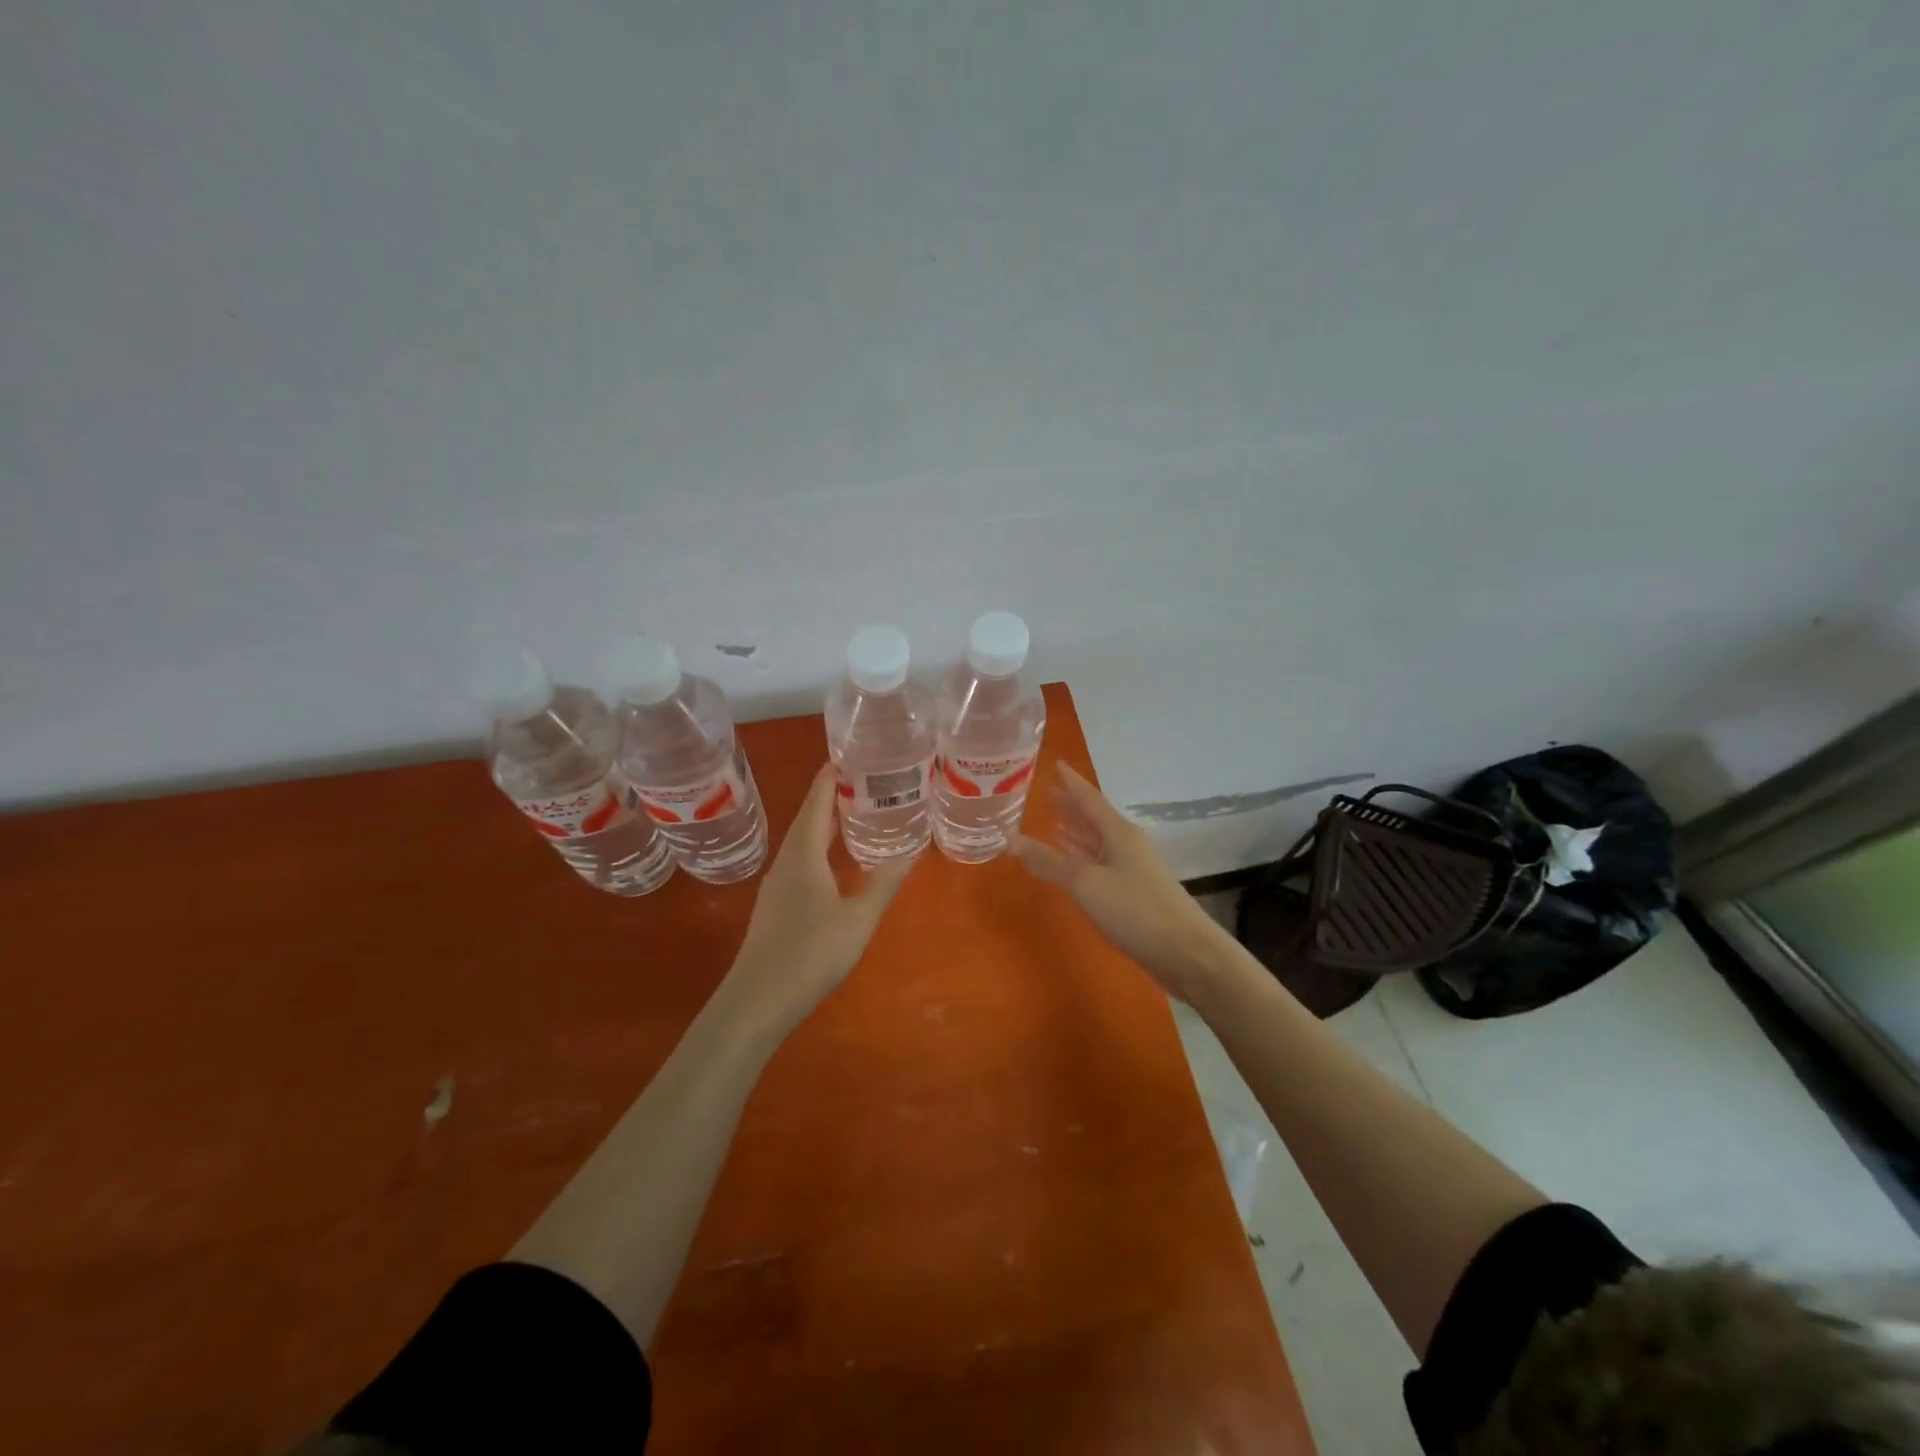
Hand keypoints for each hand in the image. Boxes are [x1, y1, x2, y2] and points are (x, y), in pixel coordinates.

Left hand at [722, 762, 912, 1034]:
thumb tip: (911, 850)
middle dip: (836, 793)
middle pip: (810, 814)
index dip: (834, 773)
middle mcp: (787, 859)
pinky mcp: (777, 903)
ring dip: (829, 820)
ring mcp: (779, 882)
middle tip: (871, 778)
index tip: (857, 751)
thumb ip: (884, 882)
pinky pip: (803, 858)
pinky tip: (839, 859)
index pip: (818, 798)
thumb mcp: (858, 918)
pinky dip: (823, 845)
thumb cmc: (809, 954)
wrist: (756, 1002)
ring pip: (805, 838)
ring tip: (860, 811)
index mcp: (804, 852)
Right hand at [1011, 763, 1231, 1000]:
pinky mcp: (1134, 892)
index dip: (1071, 782)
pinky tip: (1073, 861)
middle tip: (1047, 793)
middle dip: (1071, 806)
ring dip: (1076, 832)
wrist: (1185, 951)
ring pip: (1098, 841)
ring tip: (1053, 822)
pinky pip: (1101, 863)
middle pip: (1094, 818)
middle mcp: (1127, 844)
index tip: (1056, 764)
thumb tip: (1010, 838)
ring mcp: (1133, 868)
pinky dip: (1083, 857)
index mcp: (1118, 832)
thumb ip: (1048, 861)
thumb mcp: (1085, 883)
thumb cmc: (1134, 909)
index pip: (1089, 798)